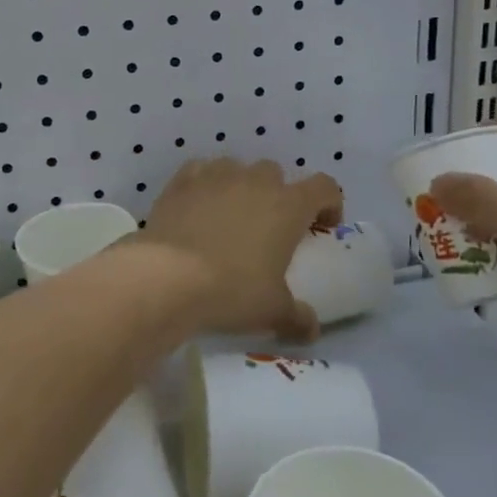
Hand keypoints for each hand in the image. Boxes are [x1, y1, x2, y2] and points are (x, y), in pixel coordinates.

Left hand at [135, 158, 341, 342]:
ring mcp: (216, 175)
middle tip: (270, 228)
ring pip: (237, 168)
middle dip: (278, 195)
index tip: (323, 226)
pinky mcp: (182, 180)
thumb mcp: (273, 311)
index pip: (325, 187)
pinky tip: (197, 209)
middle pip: (276, 174)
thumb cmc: (232, 290)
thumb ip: (298, 317)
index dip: (330, 203)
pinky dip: (204, 185)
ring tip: (230, 217)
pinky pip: (201, 172)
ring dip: (240, 187)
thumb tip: (311, 328)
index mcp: (288, 205)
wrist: (167, 275)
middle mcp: (255, 180)